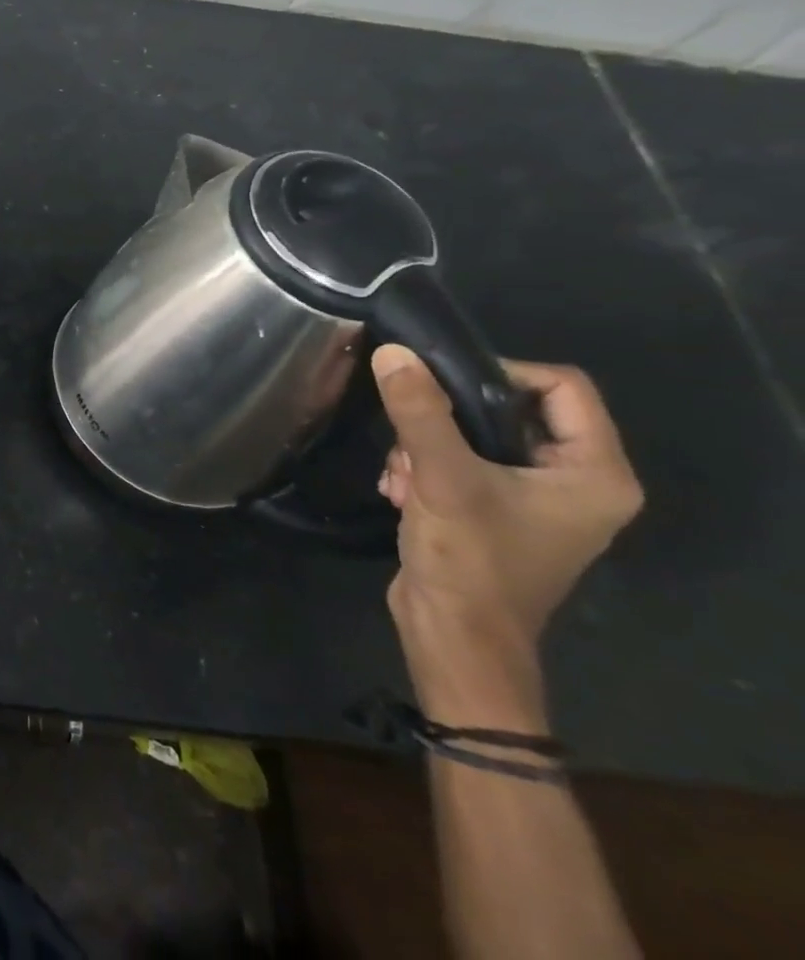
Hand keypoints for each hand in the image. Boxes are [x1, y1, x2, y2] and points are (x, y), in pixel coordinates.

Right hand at [374, 346, 642, 672]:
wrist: (454, 636)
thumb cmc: (470, 559)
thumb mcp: (442, 477)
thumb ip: (420, 412)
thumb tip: (394, 353)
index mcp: (595, 474)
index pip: (562, 386)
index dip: (500, 372)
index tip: (439, 382)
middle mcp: (578, 483)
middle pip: (510, 410)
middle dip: (446, 418)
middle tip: (409, 435)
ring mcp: (537, 500)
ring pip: (476, 435)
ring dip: (426, 446)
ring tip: (400, 474)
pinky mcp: (498, 512)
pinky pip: (463, 463)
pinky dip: (425, 468)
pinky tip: (398, 489)